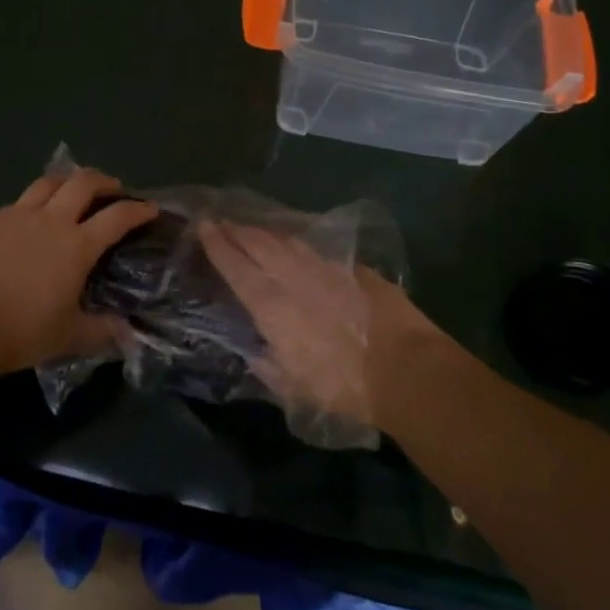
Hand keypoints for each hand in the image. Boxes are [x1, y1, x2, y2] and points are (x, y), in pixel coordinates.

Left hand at [0, 167, 158, 374]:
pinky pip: (19, 201)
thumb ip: (102, 331)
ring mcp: (17, 216)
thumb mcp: (69, 337)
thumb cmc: (21, 331)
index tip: (150, 208)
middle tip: (113, 189)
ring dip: (67, 181)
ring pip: (48, 182)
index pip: (118, 217)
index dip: (138, 209)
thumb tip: (128, 334)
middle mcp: (51, 221)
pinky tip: (30, 218)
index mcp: (77, 245)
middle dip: (104, 181)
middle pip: (83, 182)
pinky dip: (35, 202)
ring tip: (72, 190)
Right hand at [197, 222, 436, 434]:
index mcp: (272, 307)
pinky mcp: (353, 269)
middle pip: (259, 245)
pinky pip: (316, 249)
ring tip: (252, 228)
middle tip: (222, 220)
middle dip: (237, 231)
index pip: (237, 268)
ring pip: (287, 242)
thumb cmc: (344, 387)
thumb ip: (269, 367)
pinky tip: (295, 243)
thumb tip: (255, 353)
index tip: (204, 227)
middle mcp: (294, 279)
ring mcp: (325, 269)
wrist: (405, 369)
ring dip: (265, 232)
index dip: (218, 246)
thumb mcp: (295, 389)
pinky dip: (298, 243)